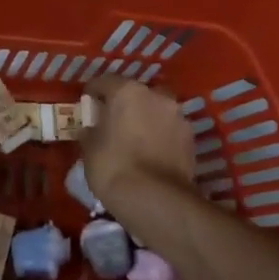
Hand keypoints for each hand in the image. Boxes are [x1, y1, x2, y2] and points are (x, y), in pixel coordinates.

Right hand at [80, 76, 197, 209]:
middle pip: (135, 93)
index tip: (87, 105)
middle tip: (112, 122)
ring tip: (133, 139)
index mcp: (126, 92)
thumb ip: (90, 131)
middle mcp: (156, 96)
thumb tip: (91, 129)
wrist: (155, 198)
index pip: (104, 81)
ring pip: (156, 110)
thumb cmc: (113, 166)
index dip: (93, 92)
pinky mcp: (191, 139)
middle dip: (124, 104)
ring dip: (145, 119)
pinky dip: (159, 135)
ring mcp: (178, 116)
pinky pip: (169, 129)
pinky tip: (150, 153)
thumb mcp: (89, 148)